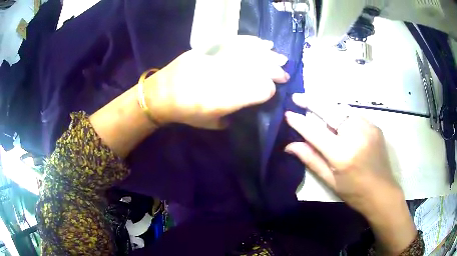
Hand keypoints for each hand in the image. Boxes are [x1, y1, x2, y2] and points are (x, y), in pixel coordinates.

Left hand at [144, 36, 289, 128]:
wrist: (160, 94)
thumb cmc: (185, 113)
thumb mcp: (210, 124)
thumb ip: (232, 116)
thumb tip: (248, 105)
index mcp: (224, 100)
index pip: (259, 90)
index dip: (269, 90)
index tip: (273, 91)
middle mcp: (223, 78)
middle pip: (257, 69)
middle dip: (275, 71)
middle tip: (284, 73)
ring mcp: (215, 60)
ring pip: (249, 54)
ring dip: (268, 55)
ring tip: (280, 57)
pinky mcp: (209, 49)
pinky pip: (234, 42)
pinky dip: (251, 42)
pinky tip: (263, 43)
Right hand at [285, 93, 416, 254]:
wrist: (383, 192)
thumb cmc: (354, 192)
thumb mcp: (331, 181)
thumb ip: (311, 160)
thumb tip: (289, 146)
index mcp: (342, 154)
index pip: (315, 132)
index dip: (299, 122)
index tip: (288, 114)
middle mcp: (356, 136)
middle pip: (330, 111)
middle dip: (311, 101)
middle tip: (297, 97)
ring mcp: (368, 128)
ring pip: (342, 110)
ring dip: (327, 107)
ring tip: (315, 106)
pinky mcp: (375, 126)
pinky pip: (354, 115)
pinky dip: (342, 115)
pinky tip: (338, 120)